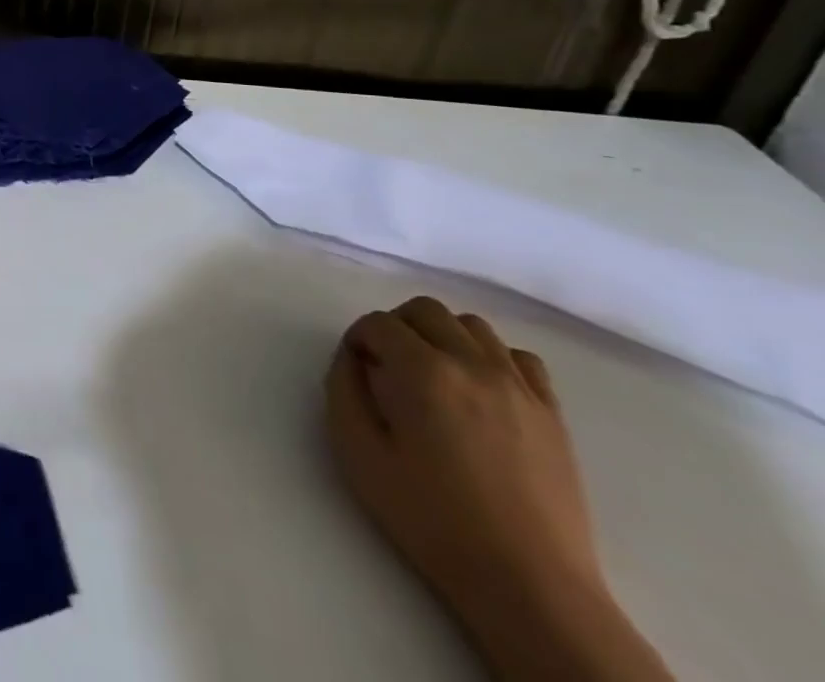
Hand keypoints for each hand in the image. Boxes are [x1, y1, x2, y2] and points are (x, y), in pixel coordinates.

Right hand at [324, 296, 598, 626]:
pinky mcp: (552, 414)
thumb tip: (354, 358)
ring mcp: (519, 387)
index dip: (358, 340)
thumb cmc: (431, 518)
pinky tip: (481, 392)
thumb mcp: (358, 452)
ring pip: (472, 326)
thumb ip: (344, 389)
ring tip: (435, 377)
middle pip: (425, 310)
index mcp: (421, 371)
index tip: (357, 372)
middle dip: (397, 327)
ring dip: (444, 337)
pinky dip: (493, 359)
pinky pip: (520, 358)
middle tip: (389, 368)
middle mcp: (471, 363)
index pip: (377, 323)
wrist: (528, 585)